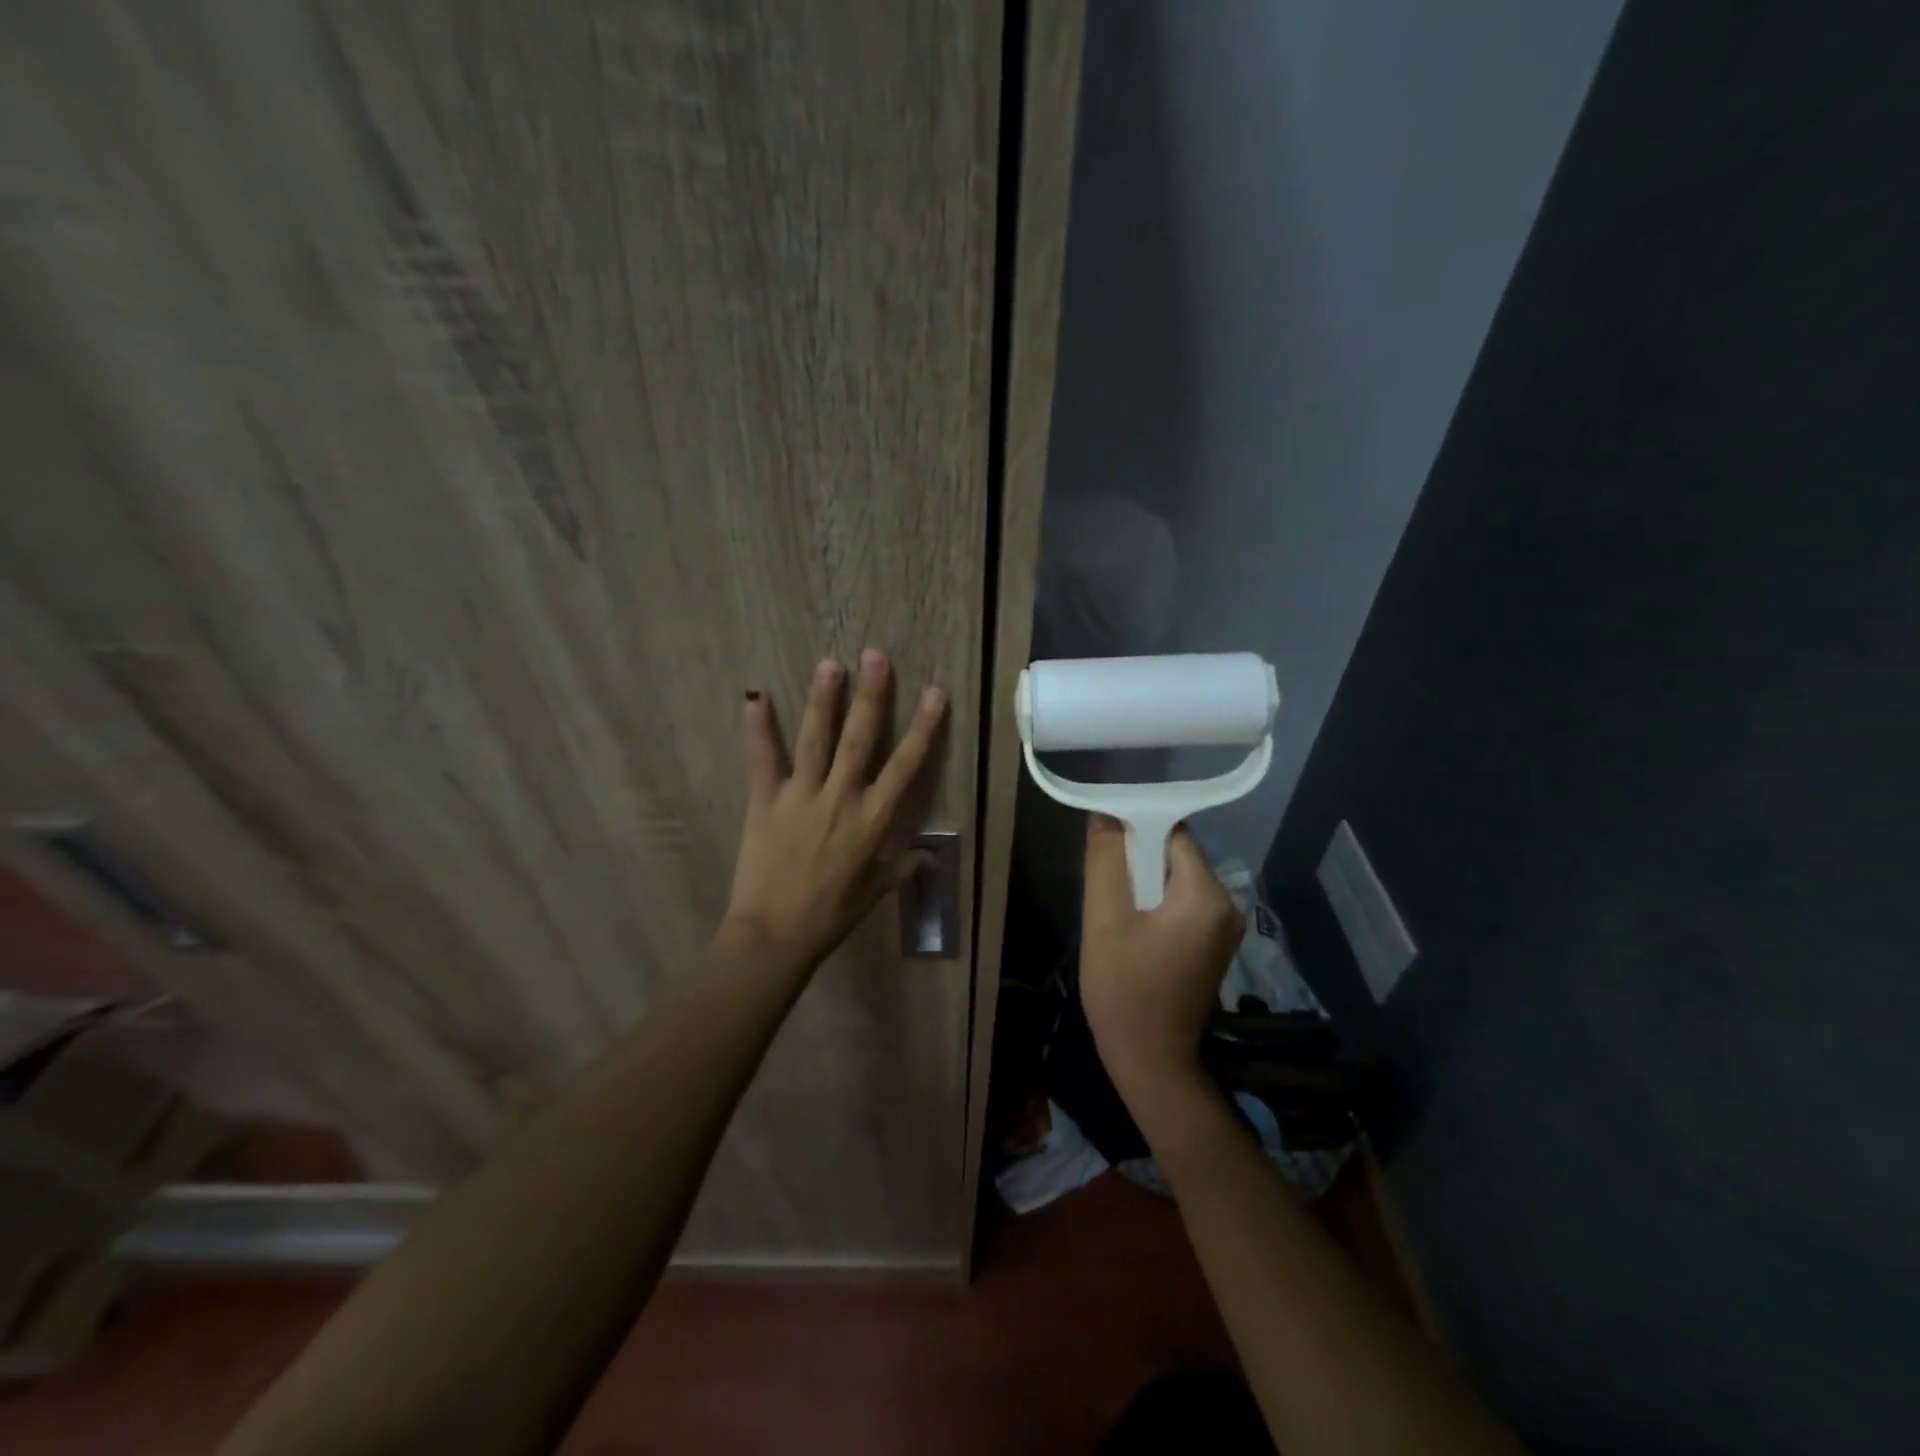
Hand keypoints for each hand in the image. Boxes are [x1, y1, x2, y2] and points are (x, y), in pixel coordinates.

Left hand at [721, 649, 946, 970]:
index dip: (923, 728)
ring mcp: (801, 797)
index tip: (935, 694)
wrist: (775, 936)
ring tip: (830, 664)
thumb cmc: (831, 915)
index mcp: (873, 820)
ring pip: (816, 740)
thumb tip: (931, 856)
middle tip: (876, 656)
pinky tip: (757, 696)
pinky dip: (759, 728)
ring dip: (823, 700)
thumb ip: (903, 866)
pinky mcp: (765, 802)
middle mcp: (841, 799)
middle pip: (861, 739)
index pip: (905, 766)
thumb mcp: (875, 892)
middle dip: (872, 696)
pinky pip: (762, 760)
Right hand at [1079, 814, 1243, 1111]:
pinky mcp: (1212, 946)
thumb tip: (1105, 815)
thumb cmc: (1125, 990)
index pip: (1172, 833)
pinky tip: (1129, 925)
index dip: (1135, 828)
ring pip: (1175, 880)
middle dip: (1137, 858)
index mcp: (1207, 895)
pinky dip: (1154, 903)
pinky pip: (1181, 904)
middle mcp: (1227, 905)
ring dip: (1142, 882)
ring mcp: (1224, 928)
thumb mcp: (1105, 920)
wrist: (1151, 1064)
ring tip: (1110, 905)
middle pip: (1176, 855)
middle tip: (1101, 879)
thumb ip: (1106, 862)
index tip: (1103, 841)